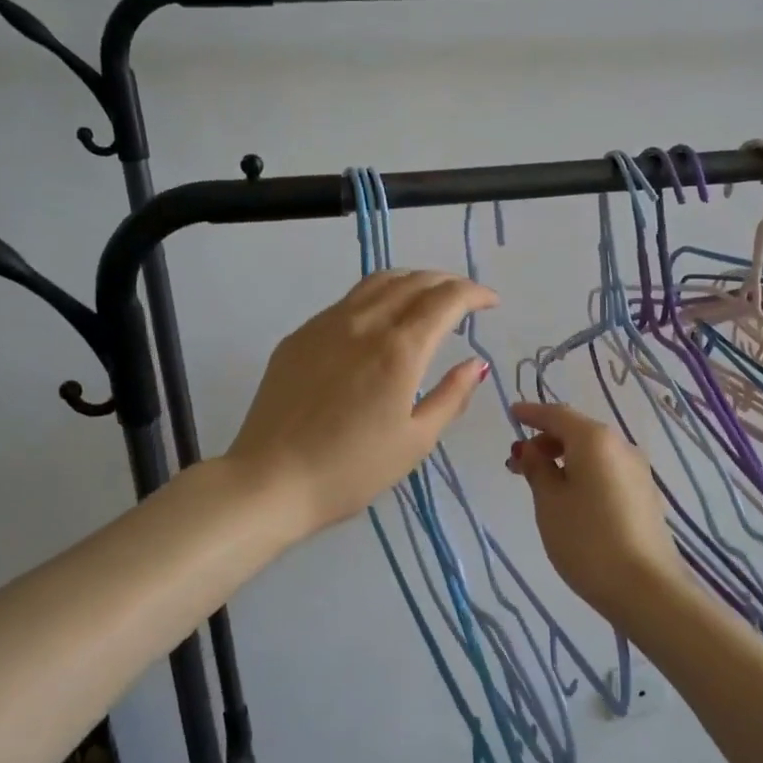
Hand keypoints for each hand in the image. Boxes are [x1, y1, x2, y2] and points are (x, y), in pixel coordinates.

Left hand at [225, 270, 497, 539]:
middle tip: (465, 299)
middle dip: (447, 282)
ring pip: (377, 282)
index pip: (446, 299)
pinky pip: (347, 301)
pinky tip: (379, 322)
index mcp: (399, 349)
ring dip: (411, 282)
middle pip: (413, 281)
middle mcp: (363, 323)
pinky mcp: (299, 336)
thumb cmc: (351, 471)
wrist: (270, 480)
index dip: (475, 294)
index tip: (492, 302)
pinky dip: (377, 298)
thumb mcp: (415, 441)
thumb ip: (451, 397)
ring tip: (426, 298)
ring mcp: (326, 324)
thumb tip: (475, 364)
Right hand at [505, 401, 685, 622]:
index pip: (557, 414)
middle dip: (545, 441)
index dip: (532, 413)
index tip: (511, 413)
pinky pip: (606, 470)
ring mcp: (637, 471)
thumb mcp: (550, 503)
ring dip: (563, 459)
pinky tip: (569, 497)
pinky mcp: (645, 495)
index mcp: (595, 439)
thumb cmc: (588, 540)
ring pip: (593, 453)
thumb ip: (538, 469)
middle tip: (516, 463)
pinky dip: (583, 473)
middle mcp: (620, 446)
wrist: (647, 588)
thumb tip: (532, 450)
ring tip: (539, 483)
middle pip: (577, 431)